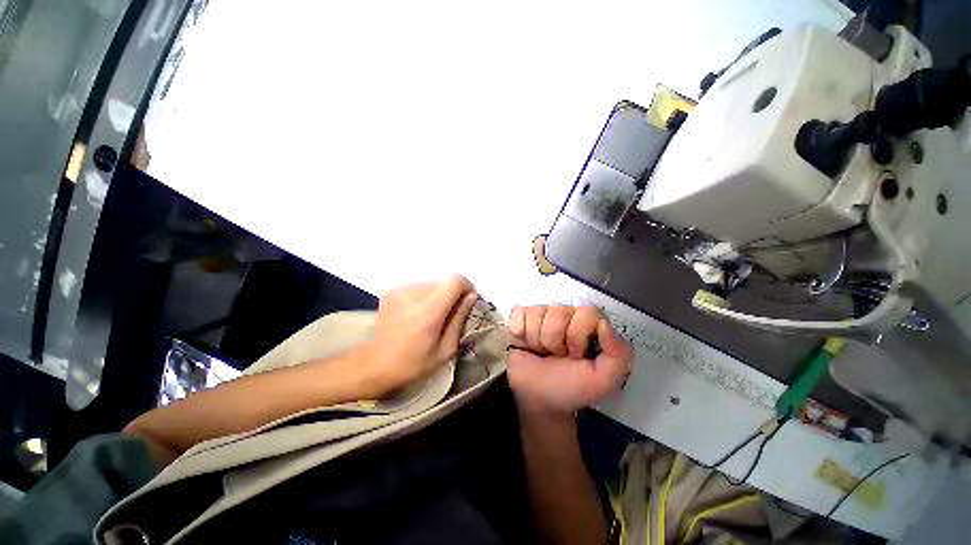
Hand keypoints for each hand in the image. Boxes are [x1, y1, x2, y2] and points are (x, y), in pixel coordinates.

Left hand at [362, 275, 477, 394]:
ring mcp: (399, 290)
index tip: (468, 299)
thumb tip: (471, 296)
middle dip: (451, 295)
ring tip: (430, 316)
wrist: (377, 364)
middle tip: (449, 314)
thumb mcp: (446, 348)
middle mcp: (412, 294)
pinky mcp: (391, 291)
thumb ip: (460, 318)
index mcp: (428, 311)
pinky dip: (424, 297)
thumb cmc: (415, 362)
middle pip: (443, 282)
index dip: (466, 286)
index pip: (454, 281)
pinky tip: (416, 314)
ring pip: (431, 284)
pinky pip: (418, 287)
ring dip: (437, 296)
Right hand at [507, 305, 631, 417]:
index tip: (575, 355)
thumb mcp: (603, 380)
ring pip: (537, 311)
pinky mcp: (520, 319)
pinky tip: (524, 343)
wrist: (536, 400)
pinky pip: (518, 312)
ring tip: (540, 352)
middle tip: (556, 356)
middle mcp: (565, 316)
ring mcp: (541, 315)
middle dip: (555, 340)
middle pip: (559, 310)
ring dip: (536, 339)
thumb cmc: (569, 388)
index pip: (587, 312)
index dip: (578, 334)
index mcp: (587, 326)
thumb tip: (604, 324)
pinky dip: (519, 330)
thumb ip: (618, 354)